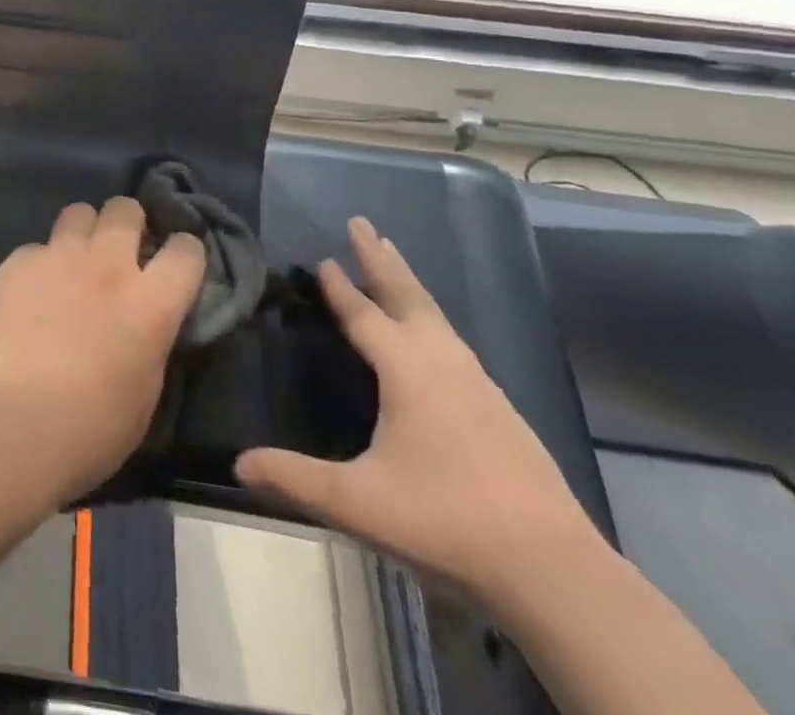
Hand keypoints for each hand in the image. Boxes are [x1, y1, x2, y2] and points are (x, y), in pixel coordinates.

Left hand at [0, 197, 205, 503]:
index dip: (184, 253)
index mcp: (151, 303)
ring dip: (84, 231)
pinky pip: (36, 247)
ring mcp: (59, 256)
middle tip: (120, 250)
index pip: (186, 251)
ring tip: (74, 260)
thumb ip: (150, 342)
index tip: (175, 264)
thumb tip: (145, 326)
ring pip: (79, 212)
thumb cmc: (89, 429)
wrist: (10, 421)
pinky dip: (39, 264)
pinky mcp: (17, 262)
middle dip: (128, 223)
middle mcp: (108, 265)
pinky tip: (29, 293)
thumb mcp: (144, 393)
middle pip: (126, 209)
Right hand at [236, 217, 601, 601]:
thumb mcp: (358, 502)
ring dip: (408, 285)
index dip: (340, 287)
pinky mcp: (501, 411)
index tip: (323, 256)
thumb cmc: (447, 521)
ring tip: (394, 263)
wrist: (556, 572)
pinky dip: (431, 319)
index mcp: (407, 371)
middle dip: (380, 259)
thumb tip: (238, 464)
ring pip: (436, 317)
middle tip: (362, 223)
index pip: (364, 315)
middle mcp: (444, 364)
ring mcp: (479, 386)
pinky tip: (434, 338)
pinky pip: (454, 343)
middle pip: (407, 296)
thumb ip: (295, 479)